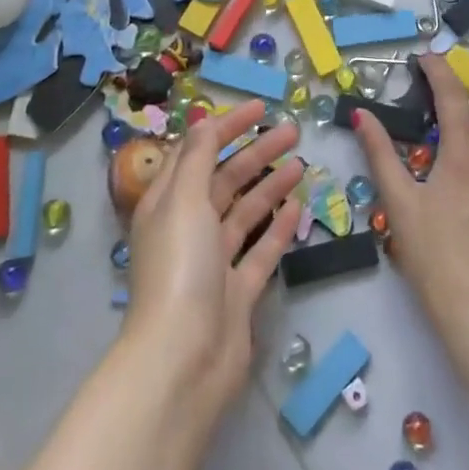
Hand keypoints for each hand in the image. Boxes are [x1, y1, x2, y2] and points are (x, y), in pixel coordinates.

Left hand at [123, 100, 304, 410]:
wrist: (184, 361)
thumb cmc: (180, 269)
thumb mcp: (184, 200)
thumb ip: (198, 157)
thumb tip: (204, 119)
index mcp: (168, 204)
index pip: (196, 152)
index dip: (225, 127)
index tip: (260, 108)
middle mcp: (188, 228)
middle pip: (224, 179)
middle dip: (256, 152)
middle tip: (292, 130)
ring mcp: (213, 262)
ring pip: (245, 212)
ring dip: (270, 185)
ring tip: (301, 162)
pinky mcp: (236, 292)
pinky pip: (260, 250)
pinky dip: (278, 227)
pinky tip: (298, 206)